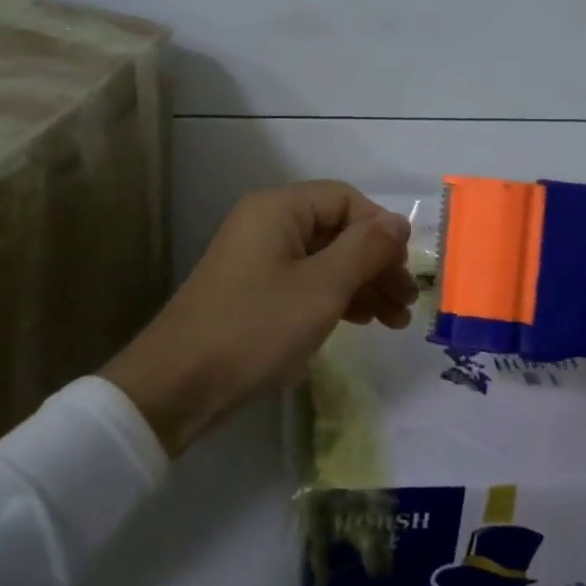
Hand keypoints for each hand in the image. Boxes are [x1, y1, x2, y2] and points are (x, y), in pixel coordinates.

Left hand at [103, 182, 416, 455]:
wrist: (178, 385)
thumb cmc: (255, 328)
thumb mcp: (321, 287)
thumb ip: (365, 249)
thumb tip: (397, 223)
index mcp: (278, 209)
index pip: (346, 199)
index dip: (381, 229)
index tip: (406, 270)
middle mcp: (267, 224)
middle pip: (337, 230)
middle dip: (377, 263)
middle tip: (407, 302)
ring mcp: (258, 259)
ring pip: (325, 260)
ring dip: (362, 285)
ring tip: (394, 321)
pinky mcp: (254, 292)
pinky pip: (306, 282)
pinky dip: (336, 298)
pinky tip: (360, 321)